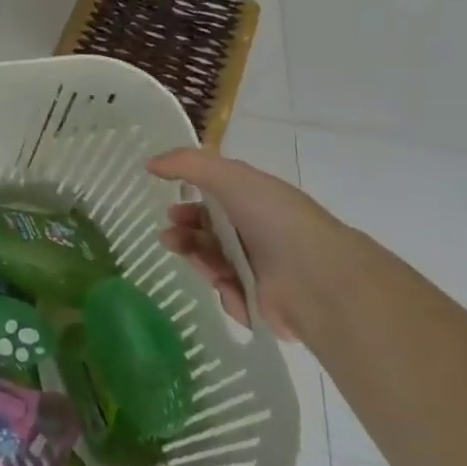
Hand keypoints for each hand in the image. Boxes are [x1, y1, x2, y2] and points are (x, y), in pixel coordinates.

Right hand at [147, 148, 363, 341]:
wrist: (316, 278)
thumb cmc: (274, 219)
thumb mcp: (230, 176)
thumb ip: (187, 164)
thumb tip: (150, 163)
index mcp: (257, 203)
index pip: (217, 201)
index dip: (190, 201)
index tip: (169, 206)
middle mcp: (258, 234)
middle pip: (209, 232)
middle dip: (184, 230)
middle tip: (169, 234)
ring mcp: (260, 269)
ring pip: (213, 261)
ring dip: (193, 254)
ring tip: (180, 250)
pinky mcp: (260, 302)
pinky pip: (228, 293)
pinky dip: (222, 286)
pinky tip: (224, 282)